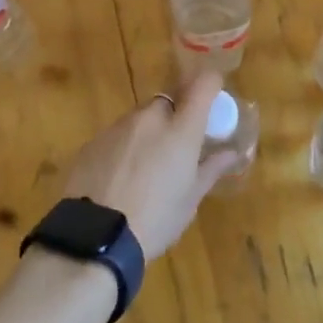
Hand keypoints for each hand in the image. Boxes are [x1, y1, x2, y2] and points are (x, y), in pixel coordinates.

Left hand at [61, 71, 241, 259]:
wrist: (95, 236)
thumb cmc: (156, 219)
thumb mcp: (190, 199)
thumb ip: (210, 169)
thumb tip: (230, 153)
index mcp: (181, 129)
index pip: (203, 85)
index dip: (211, 85)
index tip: (214, 98)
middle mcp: (149, 118)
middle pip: (168, 101)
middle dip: (176, 115)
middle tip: (178, 146)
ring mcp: (117, 127)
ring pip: (140, 118)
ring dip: (149, 132)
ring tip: (147, 168)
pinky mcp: (92, 142)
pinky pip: (116, 135)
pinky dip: (124, 147)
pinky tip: (120, 177)